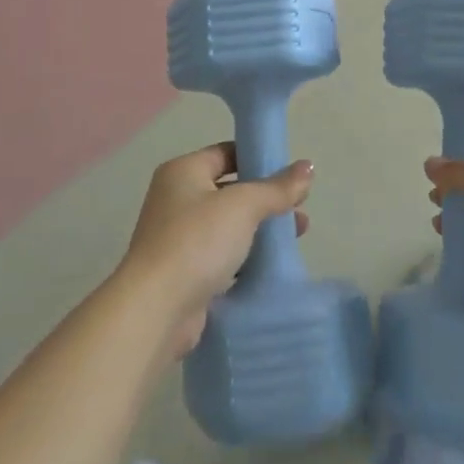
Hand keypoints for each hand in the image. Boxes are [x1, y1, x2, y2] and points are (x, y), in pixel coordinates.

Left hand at [121, 143, 313, 356]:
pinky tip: (272, 264)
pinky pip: (221, 256)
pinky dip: (245, 258)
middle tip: (300, 207)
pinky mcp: (183, 273)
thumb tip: (308, 167)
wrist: (156, 310)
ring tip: (296, 235)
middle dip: (265, 198)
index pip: (225, 153)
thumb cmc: (197, 240)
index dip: (257, 158)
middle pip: (229, 190)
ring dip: (259, 230)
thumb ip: (277, 187)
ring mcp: (177, 238)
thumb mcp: (244, 205)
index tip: (290, 171)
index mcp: (182, 172)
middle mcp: (175, 200)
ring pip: (228, 226)